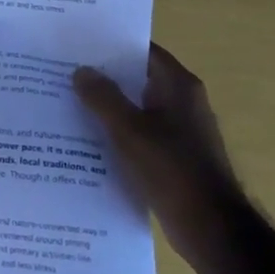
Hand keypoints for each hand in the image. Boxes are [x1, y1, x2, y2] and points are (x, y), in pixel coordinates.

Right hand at [73, 43, 241, 256]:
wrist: (210, 227)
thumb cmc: (172, 169)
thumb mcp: (129, 130)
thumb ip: (103, 97)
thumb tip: (81, 70)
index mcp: (179, 86)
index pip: (143, 51)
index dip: (112, 46)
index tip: (78, 45)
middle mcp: (183, 102)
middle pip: (138, 79)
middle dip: (104, 78)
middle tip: (64, 74)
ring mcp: (181, 131)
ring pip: (137, 109)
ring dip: (109, 109)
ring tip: (68, 104)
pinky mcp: (174, 157)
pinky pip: (140, 135)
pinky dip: (118, 134)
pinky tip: (88, 141)